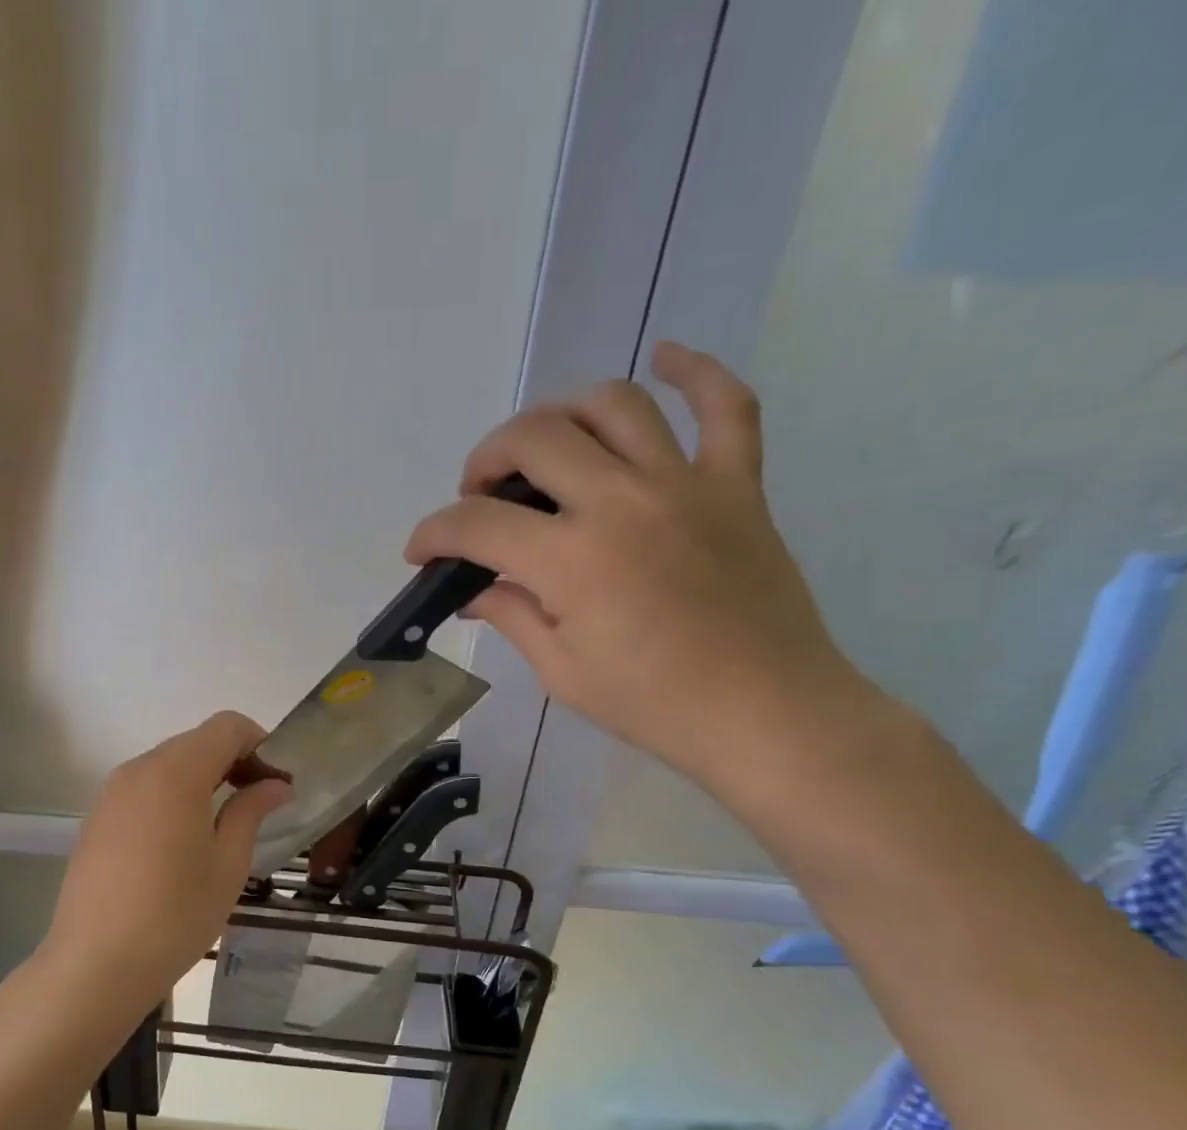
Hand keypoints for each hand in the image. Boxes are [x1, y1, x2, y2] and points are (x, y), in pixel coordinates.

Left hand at [40, 712, 292, 1018]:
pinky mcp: (97, 818)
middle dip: (234, 761)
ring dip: (204, 778)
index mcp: (176, 773)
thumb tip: (275, 784)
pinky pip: (145, 788)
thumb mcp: (228, 863)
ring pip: (169, 764)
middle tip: (259, 803)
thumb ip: (251, 811)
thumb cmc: (175, 915)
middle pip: (196, 742)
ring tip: (224, 824)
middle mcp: (139, 769)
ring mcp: (112, 793)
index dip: (259, 744)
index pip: (226, 726)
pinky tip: (183, 841)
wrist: (95, 966)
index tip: (277, 782)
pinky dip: (174, 796)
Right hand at [406, 341, 872, 787]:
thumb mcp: (563, 672)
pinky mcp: (738, 485)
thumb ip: (512, 615)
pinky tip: (666, 357)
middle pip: (535, 438)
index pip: (478, 524)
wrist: (765, 714)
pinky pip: (727, 407)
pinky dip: (697, 372)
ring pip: (614, 406)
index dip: (434, 533)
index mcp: (573, 560)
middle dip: (486, 460)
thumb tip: (473, 589)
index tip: (421, 551)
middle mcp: (623, 502)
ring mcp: (686, 484)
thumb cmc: (654, 706)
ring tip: (545, 445)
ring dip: (561, 414)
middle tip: (479, 496)